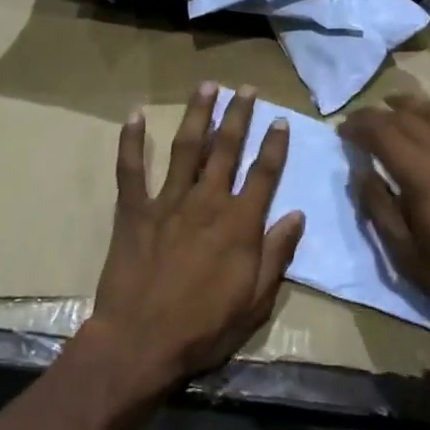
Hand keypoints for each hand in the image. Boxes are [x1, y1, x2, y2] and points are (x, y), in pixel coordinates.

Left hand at [88, 82, 304, 389]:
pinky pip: (131, 170)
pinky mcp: (135, 210)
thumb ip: (276, 253)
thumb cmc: (204, 328)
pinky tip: (134, 115)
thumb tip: (297, 214)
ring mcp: (168, 201)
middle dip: (239, 114)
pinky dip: (131, 142)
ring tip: (207, 86)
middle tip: (246, 88)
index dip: (274, 144)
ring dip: (198, 114)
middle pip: (227, 147)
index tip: (280, 119)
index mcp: (239, 222)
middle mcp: (207, 201)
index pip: (264, 173)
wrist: (140, 344)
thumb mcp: (255, 300)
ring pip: (186, 147)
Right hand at [341, 95, 429, 337]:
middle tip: (361, 124)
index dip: (357, 126)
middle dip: (377, 115)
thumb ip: (378, 209)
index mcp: (419, 171)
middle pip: (405, 116)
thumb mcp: (406, 255)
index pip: (380, 131)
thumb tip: (360, 174)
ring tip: (394, 105)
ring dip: (411, 104)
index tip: (342, 132)